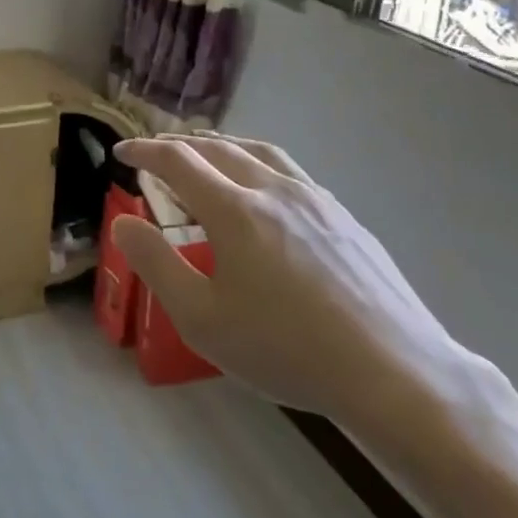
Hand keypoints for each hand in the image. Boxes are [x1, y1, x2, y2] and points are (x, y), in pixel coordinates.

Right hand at [112, 133, 468, 431]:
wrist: (395, 374)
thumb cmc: (287, 349)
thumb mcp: (202, 319)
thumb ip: (155, 264)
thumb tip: (123, 223)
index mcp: (234, 210)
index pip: (177, 160)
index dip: (144, 151)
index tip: (121, 153)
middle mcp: (273, 190)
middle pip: (217, 148)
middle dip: (179, 144)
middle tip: (155, 151)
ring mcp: (316, 200)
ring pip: (258, 151)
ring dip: (221, 145)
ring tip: (205, 152)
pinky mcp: (345, 217)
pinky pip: (290, 171)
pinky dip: (258, 163)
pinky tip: (263, 188)